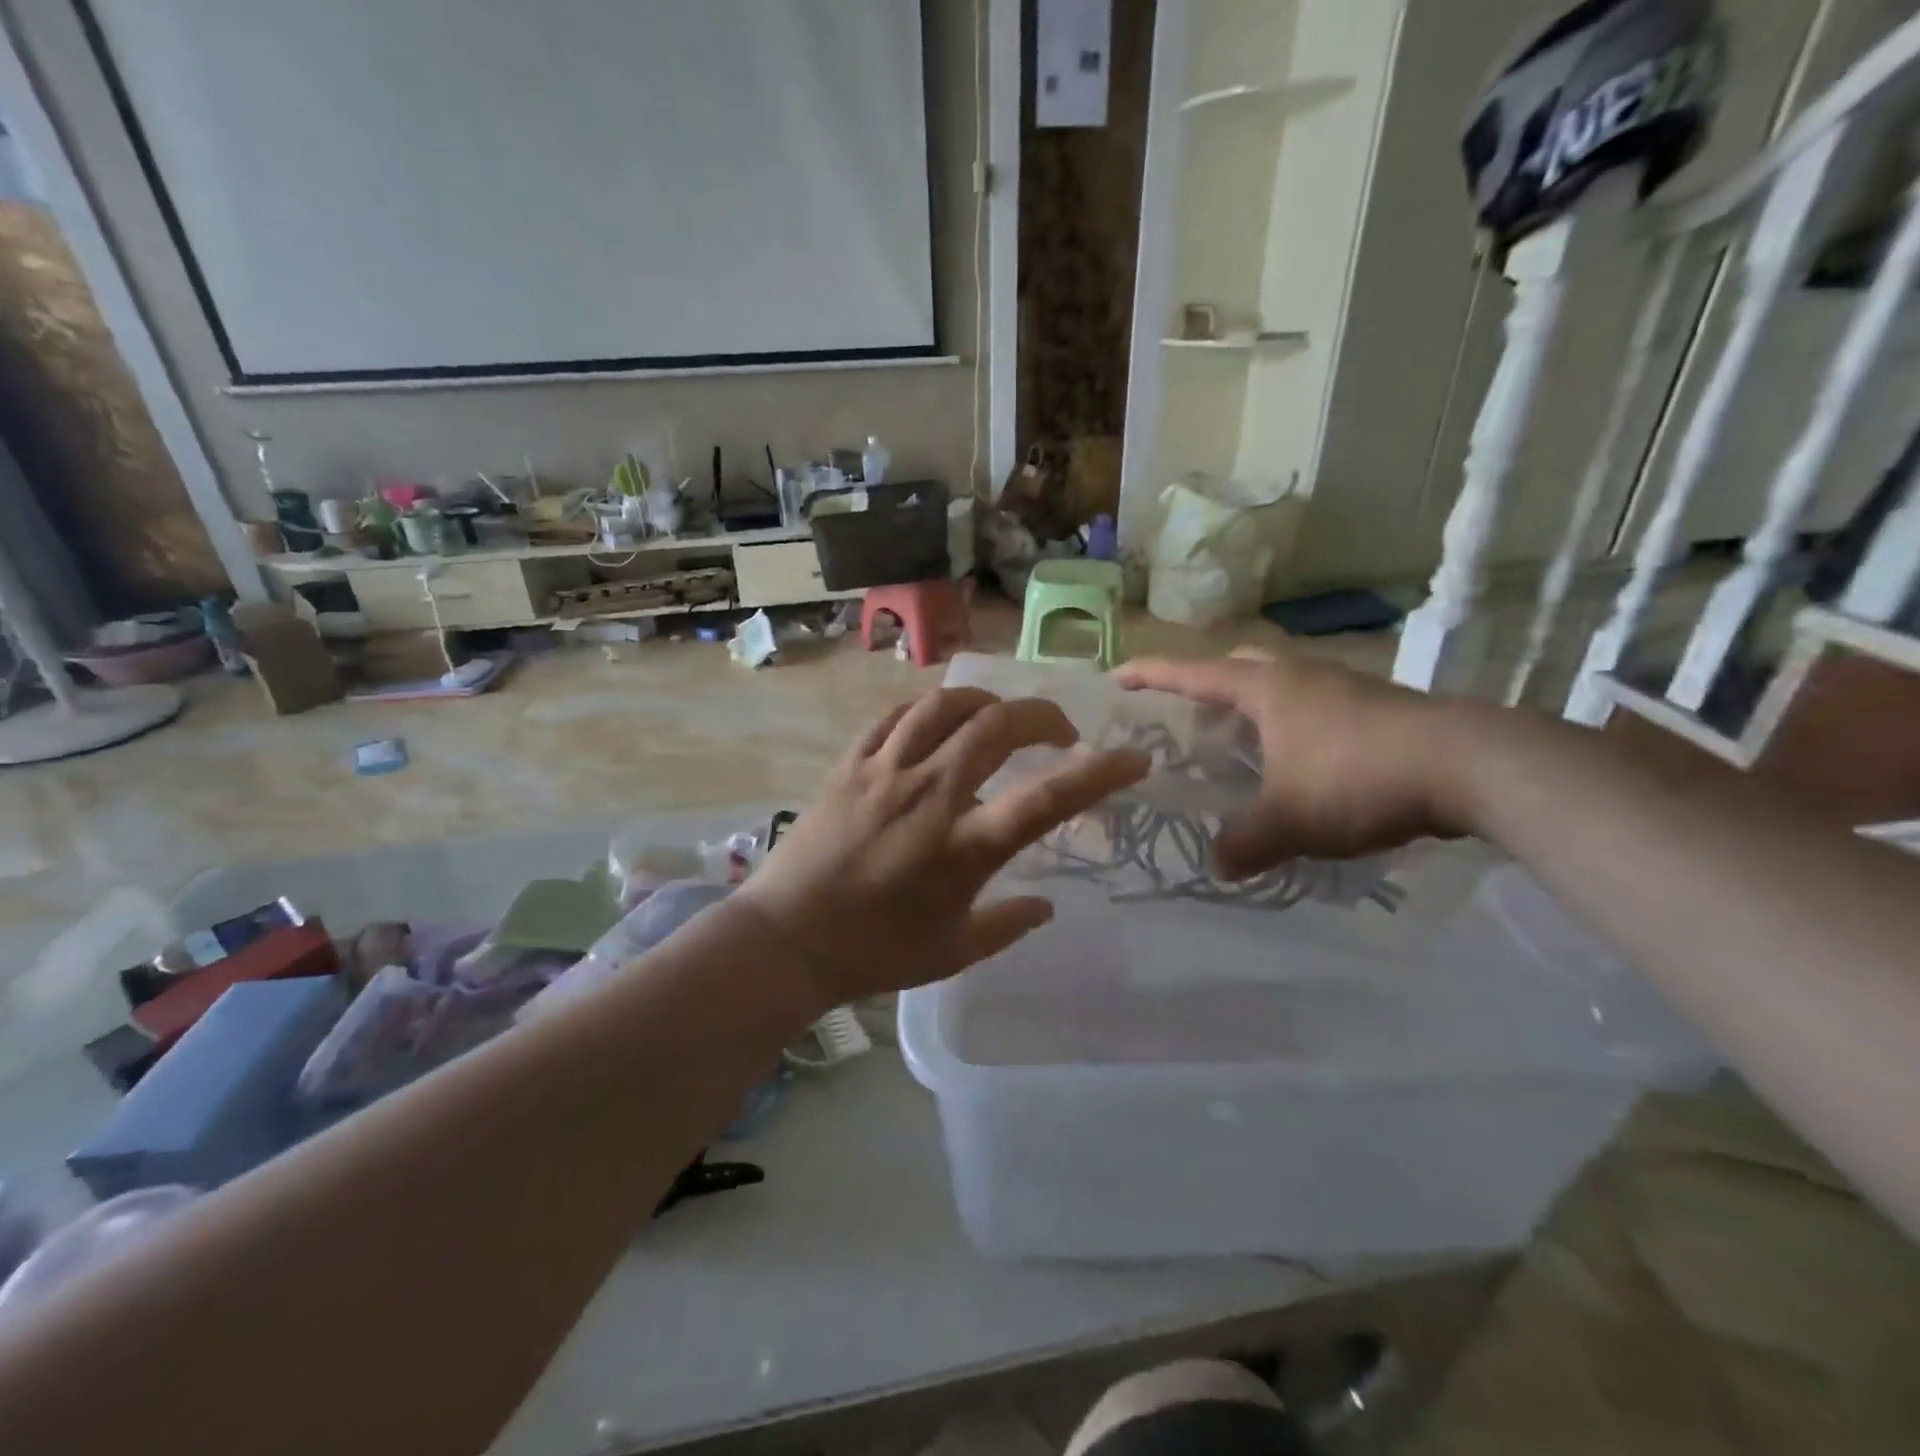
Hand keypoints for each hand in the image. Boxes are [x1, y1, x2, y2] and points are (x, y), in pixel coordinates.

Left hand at [737, 688, 1150, 1003]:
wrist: (786, 939)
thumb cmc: (874, 953)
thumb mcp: (953, 952)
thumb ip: (1008, 926)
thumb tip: (1047, 907)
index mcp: (963, 848)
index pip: (1047, 798)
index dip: (1099, 773)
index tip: (1134, 757)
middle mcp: (930, 795)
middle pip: (997, 726)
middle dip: (1043, 715)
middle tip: (1059, 731)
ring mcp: (885, 772)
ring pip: (945, 705)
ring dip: (986, 702)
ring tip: (1000, 718)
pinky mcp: (850, 764)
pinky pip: (896, 716)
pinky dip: (930, 710)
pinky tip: (939, 723)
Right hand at [1115, 651, 1467, 877]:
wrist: (1472, 766)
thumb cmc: (1358, 778)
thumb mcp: (1290, 820)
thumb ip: (1245, 842)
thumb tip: (1217, 865)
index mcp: (1266, 688)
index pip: (1192, 673)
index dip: (1151, 674)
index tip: (1118, 676)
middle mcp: (1301, 675)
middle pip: (1240, 664)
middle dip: (1209, 683)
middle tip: (1191, 713)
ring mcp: (1346, 686)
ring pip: (1283, 684)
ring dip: (1256, 706)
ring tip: (1244, 744)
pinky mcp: (1381, 706)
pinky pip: (1317, 706)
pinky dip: (1295, 726)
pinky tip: (1304, 762)